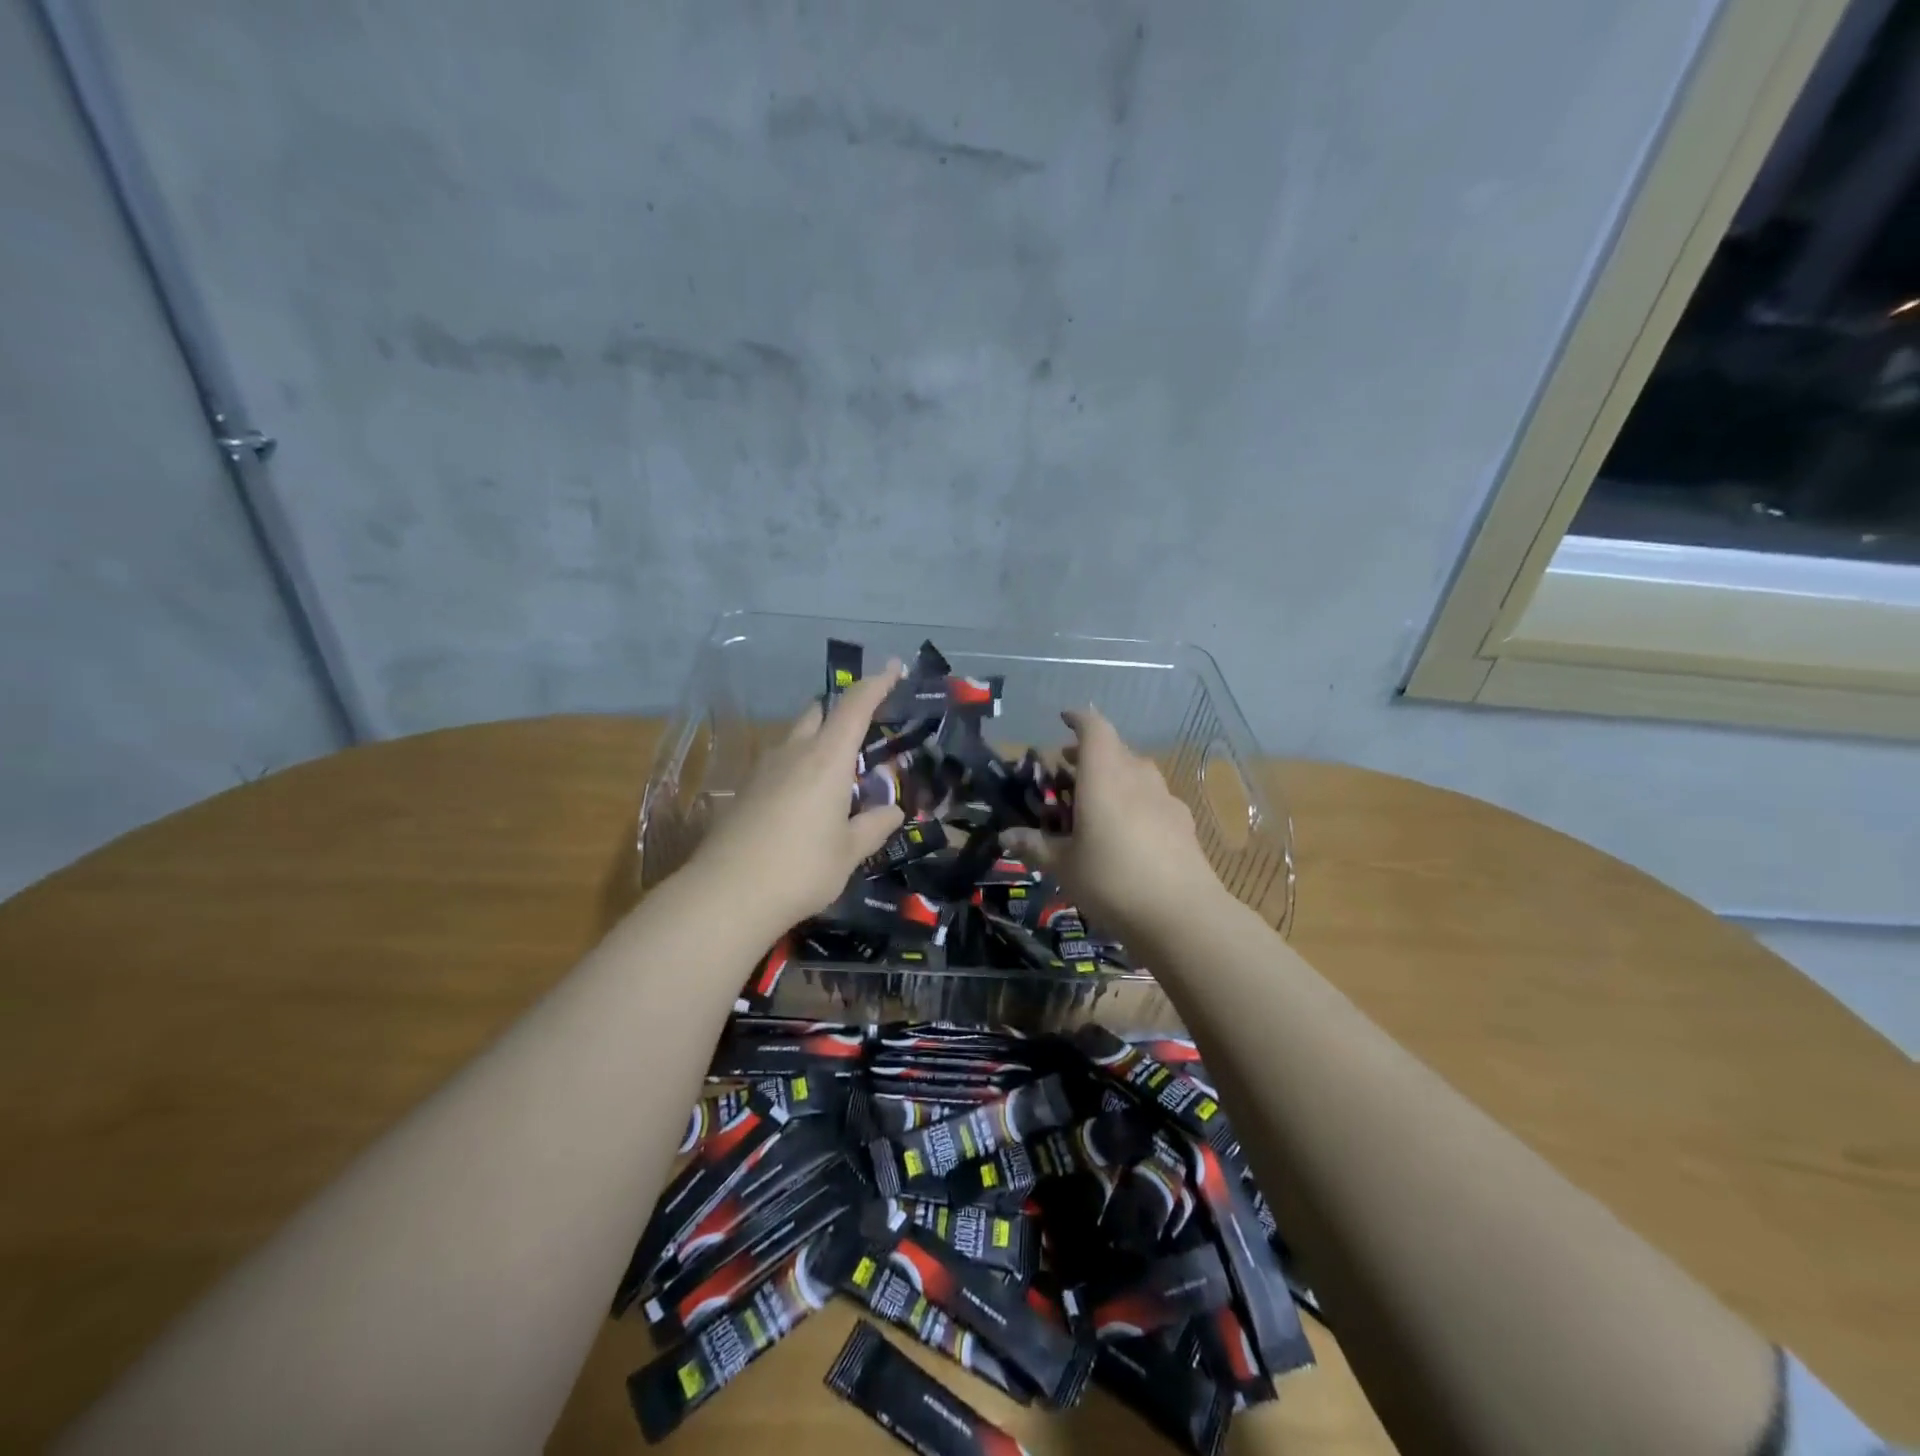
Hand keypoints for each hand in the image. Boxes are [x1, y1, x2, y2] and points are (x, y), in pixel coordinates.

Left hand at [682, 665, 905, 933]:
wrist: (727, 895)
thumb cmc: (801, 869)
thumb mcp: (850, 852)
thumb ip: (874, 825)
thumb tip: (893, 810)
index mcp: (827, 759)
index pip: (855, 706)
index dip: (877, 683)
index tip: (894, 667)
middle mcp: (794, 752)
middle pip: (819, 712)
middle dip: (843, 714)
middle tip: (866, 737)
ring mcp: (764, 769)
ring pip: (797, 738)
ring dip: (820, 744)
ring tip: (839, 779)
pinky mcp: (745, 790)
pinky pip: (780, 764)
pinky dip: (800, 768)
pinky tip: (806, 803)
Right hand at [1015, 706, 1226, 944]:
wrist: (1182, 915)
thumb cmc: (1112, 881)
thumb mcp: (1063, 866)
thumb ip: (1035, 846)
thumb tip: (1006, 836)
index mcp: (1105, 777)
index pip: (1094, 729)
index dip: (1078, 719)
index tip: (1064, 719)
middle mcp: (1137, 777)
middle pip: (1115, 749)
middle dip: (1090, 753)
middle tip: (1067, 771)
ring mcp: (1165, 799)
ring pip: (1136, 772)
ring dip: (1114, 776)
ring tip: (1095, 800)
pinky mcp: (1183, 822)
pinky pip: (1153, 798)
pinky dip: (1135, 800)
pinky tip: (1128, 829)